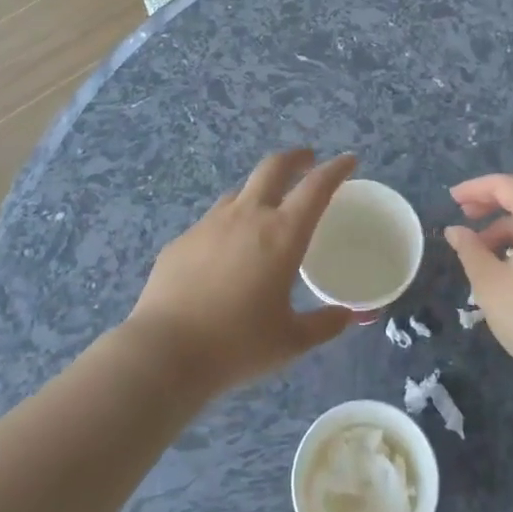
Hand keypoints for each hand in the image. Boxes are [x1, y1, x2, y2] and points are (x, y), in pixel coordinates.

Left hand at [125, 150, 360, 395]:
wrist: (164, 353)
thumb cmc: (237, 345)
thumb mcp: (290, 341)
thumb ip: (323, 325)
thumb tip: (347, 317)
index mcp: (282, 234)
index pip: (316, 187)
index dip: (336, 169)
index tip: (349, 159)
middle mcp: (247, 217)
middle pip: (273, 167)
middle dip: (295, 158)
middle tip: (307, 160)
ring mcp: (209, 224)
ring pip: (239, 191)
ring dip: (259, 191)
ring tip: (265, 209)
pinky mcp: (181, 241)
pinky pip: (211, 222)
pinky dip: (228, 225)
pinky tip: (224, 253)